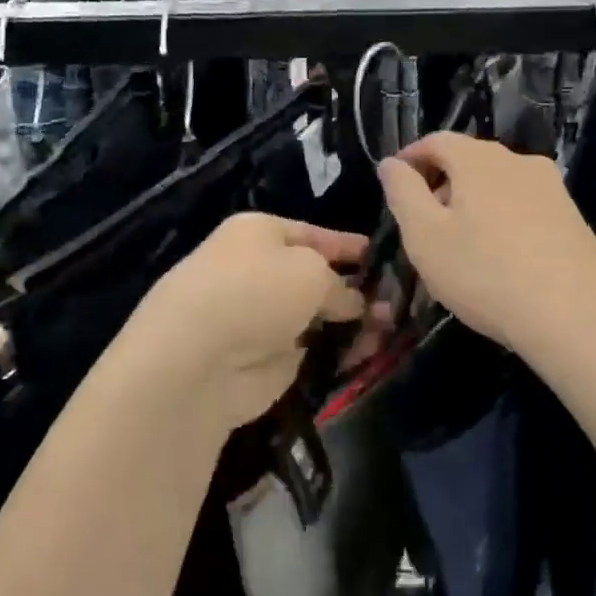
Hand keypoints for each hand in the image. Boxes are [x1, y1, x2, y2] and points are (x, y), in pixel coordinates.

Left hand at [116, 213, 369, 431]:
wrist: (198, 359)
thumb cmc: (256, 290)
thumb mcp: (311, 271)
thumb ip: (340, 285)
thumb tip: (353, 303)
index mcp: (259, 233)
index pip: (313, 234)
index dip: (348, 246)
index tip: (382, 257)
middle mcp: (257, 271)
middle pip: (315, 278)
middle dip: (356, 289)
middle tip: (397, 301)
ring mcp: (261, 319)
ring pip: (317, 316)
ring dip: (352, 323)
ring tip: (391, 330)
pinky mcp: (266, 362)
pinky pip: (311, 351)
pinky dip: (337, 353)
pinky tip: (369, 355)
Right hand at [378, 133, 595, 365]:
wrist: (579, 317)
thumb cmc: (485, 273)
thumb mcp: (425, 236)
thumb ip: (402, 193)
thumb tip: (391, 163)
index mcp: (479, 159)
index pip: (436, 140)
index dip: (411, 158)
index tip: (395, 183)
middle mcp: (518, 161)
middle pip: (469, 160)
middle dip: (441, 183)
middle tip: (423, 222)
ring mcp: (552, 188)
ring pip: (498, 184)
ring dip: (472, 203)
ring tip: (460, 244)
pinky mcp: (573, 217)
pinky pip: (524, 206)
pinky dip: (502, 219)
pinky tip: (500, 258)